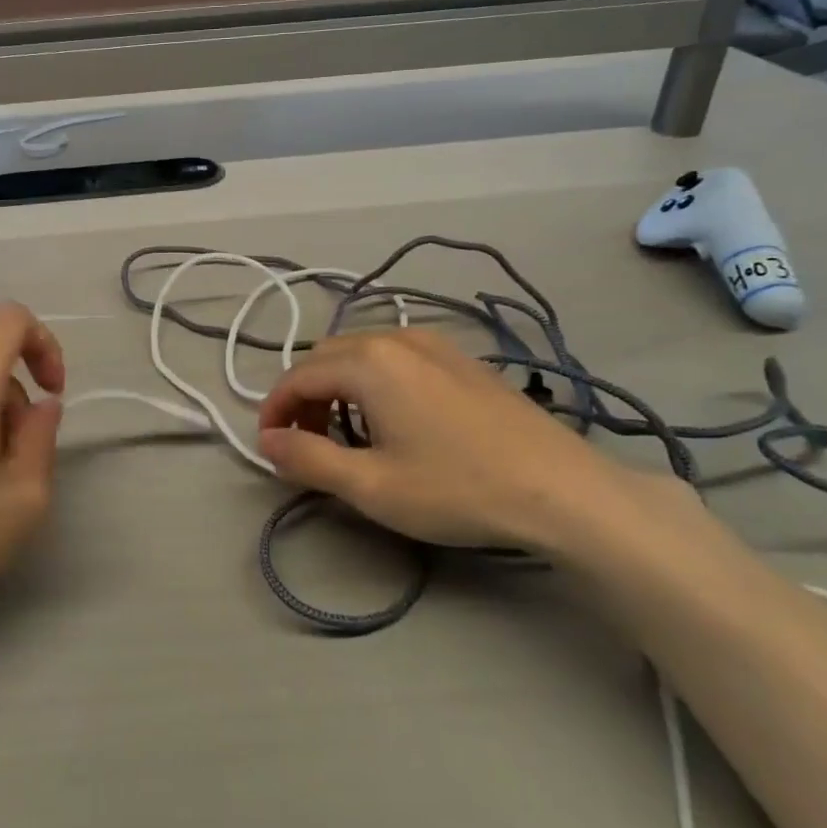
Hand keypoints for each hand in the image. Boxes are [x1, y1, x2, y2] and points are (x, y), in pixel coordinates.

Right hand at [256, 328, 650, 554]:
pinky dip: (372, 381)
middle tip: (305, 444)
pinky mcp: (462, 358)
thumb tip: (265, 441)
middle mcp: (397, 338)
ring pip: (362, 353)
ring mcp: (435, 343)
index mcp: (368, 362)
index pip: (298, 376)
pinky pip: (396, 357)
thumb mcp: (370, 485)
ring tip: (345, 433)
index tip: (269, 447)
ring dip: (338, 387)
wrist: (561, 489)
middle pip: (327, 357)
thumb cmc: (457, 488)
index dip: (274, 411)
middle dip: (305, 397)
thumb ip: (308, 458)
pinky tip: (391, 419)